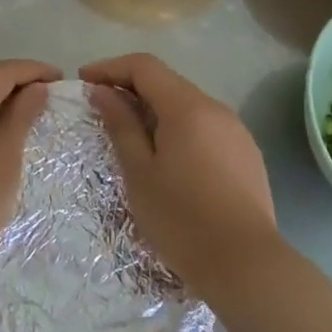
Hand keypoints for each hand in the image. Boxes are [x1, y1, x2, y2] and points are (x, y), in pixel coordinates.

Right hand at [81, 53, 279, 294]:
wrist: (246, 265)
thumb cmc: (181, 218)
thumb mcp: (140, 172)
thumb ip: (121, 125)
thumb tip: (103, 92)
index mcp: (187, 107)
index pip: (144, 66)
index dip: (110, 68)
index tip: (85, 82)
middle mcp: (216, 108)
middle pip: (167, 82)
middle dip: (131, 88)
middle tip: (102, 110)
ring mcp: (236, 131)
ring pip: (188, 105)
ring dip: (155, 110)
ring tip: (131, 136)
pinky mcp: (247, 154)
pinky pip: (206, 127)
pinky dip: (179, 129)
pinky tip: (168, 158)